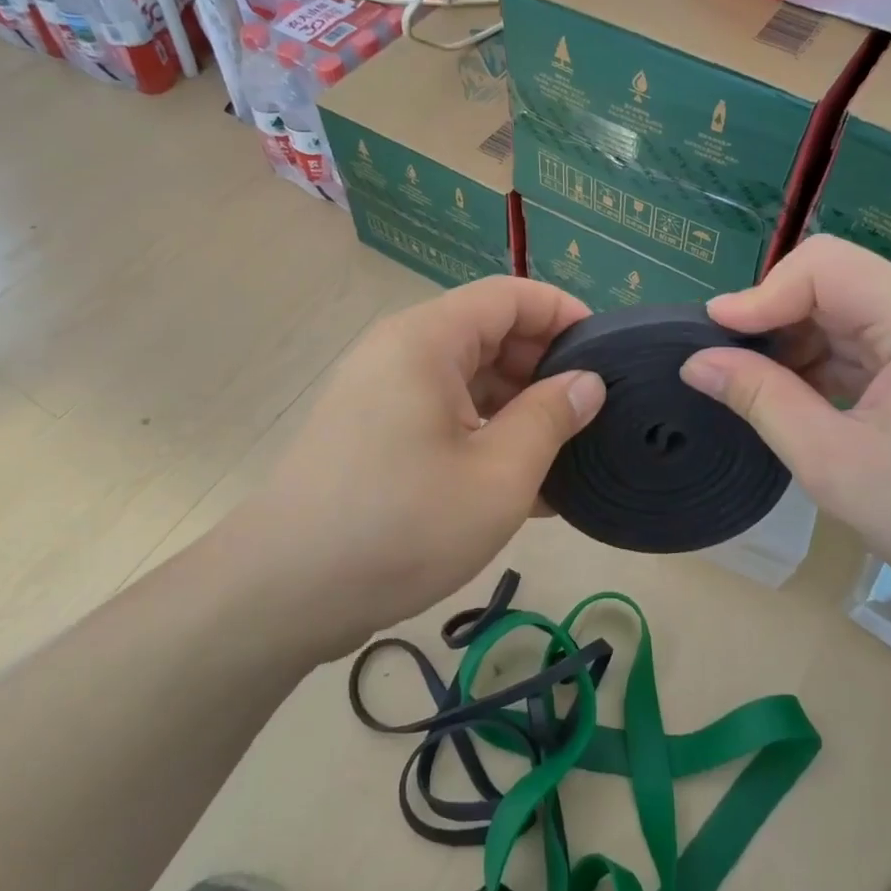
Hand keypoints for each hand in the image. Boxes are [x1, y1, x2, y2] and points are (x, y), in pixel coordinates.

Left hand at [255, 277, 604, 652]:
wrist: (283, 594)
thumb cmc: (401, 525)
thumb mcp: (498, 476)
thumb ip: (551, 418)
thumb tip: (588, 383)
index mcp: (428, 340)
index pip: (510, 296)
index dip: (564, 313)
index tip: (608, 352)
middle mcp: (401, 352)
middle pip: (489, 333)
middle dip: (544, 368)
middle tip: (591, 414)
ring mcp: (383, 393)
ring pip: (469, 379)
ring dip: (518, 409)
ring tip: (563, 456)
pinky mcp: (375, 433)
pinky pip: (444, 414)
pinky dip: (484, 435)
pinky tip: (520, 485)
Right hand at [679, 236, 890, 616]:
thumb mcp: (833, 462)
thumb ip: (761, 400)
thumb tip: (697, 361)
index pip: (824, 266)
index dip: (762, 293)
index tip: (713, 334)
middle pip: (839, 283)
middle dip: (778, 319)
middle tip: (732, 367)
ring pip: (853, 314)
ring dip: (802, 344)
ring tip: (763, 391)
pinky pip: (876, 345)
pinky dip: (832, 365)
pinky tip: (808, 402)